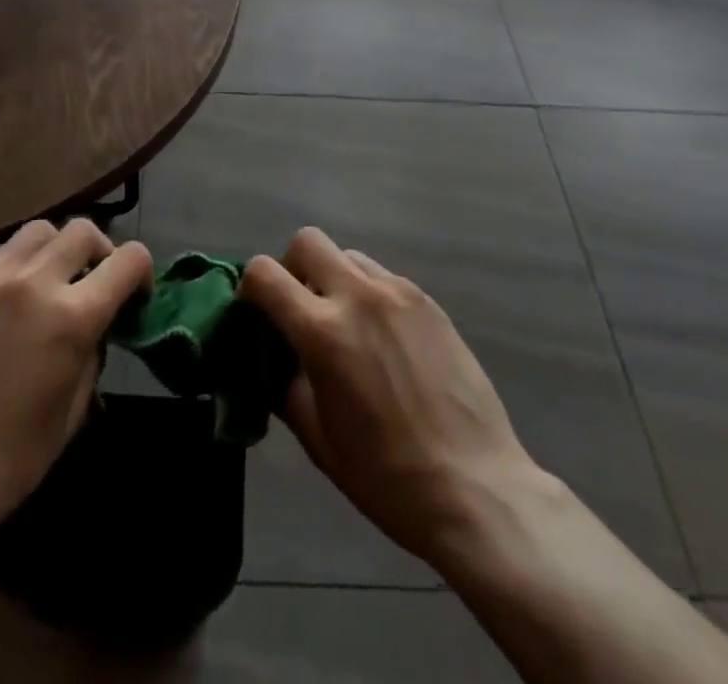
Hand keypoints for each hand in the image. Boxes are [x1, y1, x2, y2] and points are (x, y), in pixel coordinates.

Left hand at [0, 217, 151, 532]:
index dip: (141, 273)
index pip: (129, 259)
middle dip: (100, 253)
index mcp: (72, 316)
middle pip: (84, 231)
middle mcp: (33, 282)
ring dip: (56, 250)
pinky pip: (0, 255)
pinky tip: (7, 302)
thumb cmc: (9, 460)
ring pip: (39, 232)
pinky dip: (18, 266)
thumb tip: (94, 328)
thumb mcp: (73, 412)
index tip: (134, 296)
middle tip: (92, 285)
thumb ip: (91, 354)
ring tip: (48, 284)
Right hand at [241, 228, 551, 572]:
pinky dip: (369, 294)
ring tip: (348, 326)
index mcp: (323, 331)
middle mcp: (358, 296)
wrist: (477, 487)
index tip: (257, 314)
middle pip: (307, 241)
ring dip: (334, 279)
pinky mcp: (429, 301)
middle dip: (293, 268)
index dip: (250, 288)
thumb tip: (272, 359)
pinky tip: (385, 340)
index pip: (265, 273)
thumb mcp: (318, 440)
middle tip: (301, 311)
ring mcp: (398, 293)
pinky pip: (383, 277)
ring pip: (348, 256)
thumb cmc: (387, 476)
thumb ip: (284, 386)